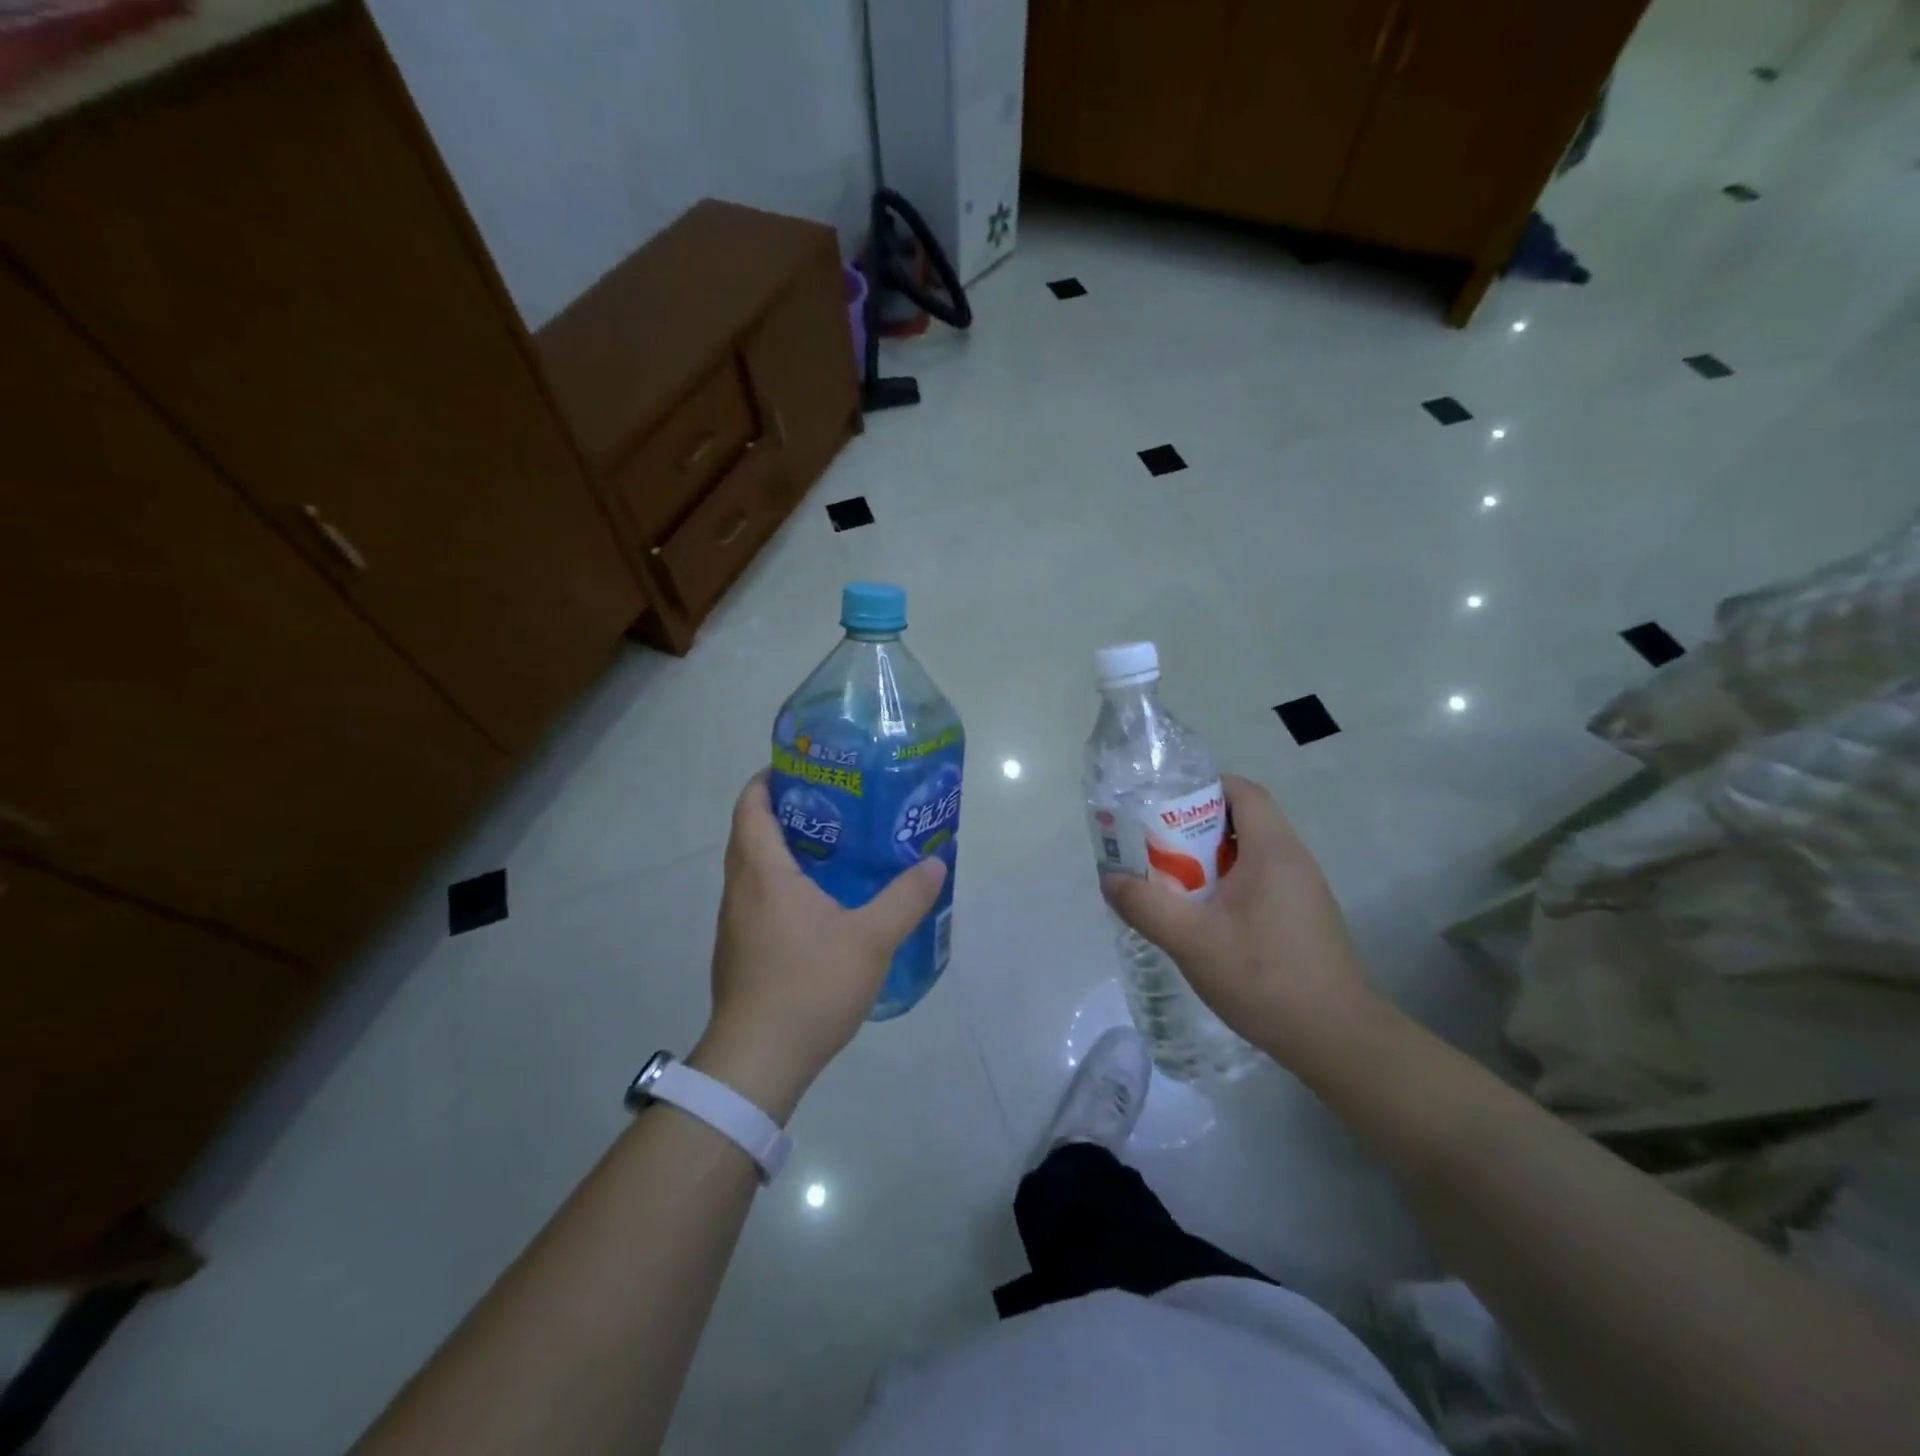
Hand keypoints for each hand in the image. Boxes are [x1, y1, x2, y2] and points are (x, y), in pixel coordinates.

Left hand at [691, 772, 946, 1120]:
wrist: (758, 1061)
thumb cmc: (809, 986)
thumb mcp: (871, 939)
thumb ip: (905, 898)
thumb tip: (935, 862)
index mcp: (763, 873)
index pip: (751, 806)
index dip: (768, 779)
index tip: (802, 767)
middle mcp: (739, 890)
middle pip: (749, 833)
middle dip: (782, 810)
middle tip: (831, 803)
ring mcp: (734, 924)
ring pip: (751, 868)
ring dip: (780, 849)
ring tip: (831, 847)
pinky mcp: (738, 951)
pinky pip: (755, 898)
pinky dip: (778, 883)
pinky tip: (817, 903)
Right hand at [1101, 774, 1381, 1072]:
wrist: (1336, 1039)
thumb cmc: (1264, 977)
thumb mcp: (1191, 941)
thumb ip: (1145, 906)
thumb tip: (1109, 880)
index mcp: (1273, 850)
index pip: (1241, 791)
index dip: (1202, 787)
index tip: (1163, 806)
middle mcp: (1294, 860)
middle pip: (1243, 820)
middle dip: (1195, 828)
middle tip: (1155, 849)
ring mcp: (1303, 891)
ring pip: (1250, 855)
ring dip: (1209, 861)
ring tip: (1172, 884)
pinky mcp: (1304, 919)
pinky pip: (1261, 882)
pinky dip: (1229, 886)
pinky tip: (1205, 920)